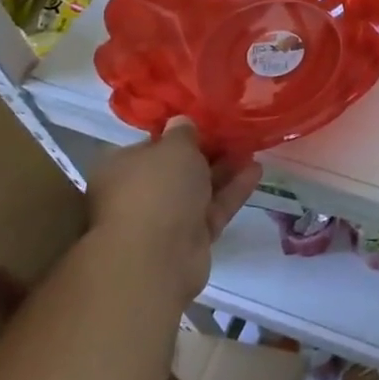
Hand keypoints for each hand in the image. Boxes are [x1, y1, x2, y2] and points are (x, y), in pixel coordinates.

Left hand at [86, 122, 259, 304]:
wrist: (156, 258)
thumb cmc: (157, 189)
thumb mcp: (174, 147)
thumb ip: (183, 132)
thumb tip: (181, 122)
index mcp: (121, 167)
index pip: (151, 144)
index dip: (178, 133)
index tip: (206, 121)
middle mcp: (138, 193)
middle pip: (177, 168)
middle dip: (207, 152)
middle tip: (235, 133)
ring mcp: (164, 219)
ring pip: (198, 189)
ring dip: (225, 170)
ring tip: (252, 148)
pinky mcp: (189, 239)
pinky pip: (213, 209)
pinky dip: (233, 191)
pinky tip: (257, 171)